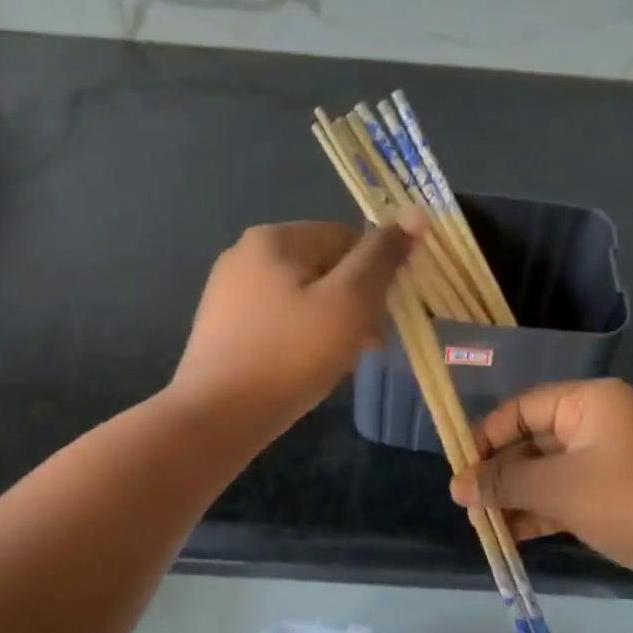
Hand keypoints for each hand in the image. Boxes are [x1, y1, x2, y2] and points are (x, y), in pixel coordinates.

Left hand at [171, 216, 422, 432]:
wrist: (216, 418)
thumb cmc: (289, 355)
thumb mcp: (348, 303)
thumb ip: (382, 258)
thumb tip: (416, 214)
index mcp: (274, 238)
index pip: (348, 238)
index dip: (376, 275)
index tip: (386, 316)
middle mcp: (246, 254)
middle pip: (325, 267)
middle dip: (355, 303)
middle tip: (369, 345)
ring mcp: (230, 291)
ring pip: (304, 296)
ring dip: (333, 322)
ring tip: (343, 361)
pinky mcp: (224, 325)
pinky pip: (280, 319)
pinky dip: (303, 336)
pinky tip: (310, 367)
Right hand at [449, 379, 632, 596]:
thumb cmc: (630, 500)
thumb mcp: (560, 488)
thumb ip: (506, 483)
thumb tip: (457, 485)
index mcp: (590, 401)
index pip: (522, 408)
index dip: (486, 437)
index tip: (459, 468)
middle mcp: (599, 421)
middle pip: (534, 440)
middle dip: (501, 473)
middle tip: (466, 502)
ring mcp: (611, 458)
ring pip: (550, 471)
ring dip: (518, 496)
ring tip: (482, 523)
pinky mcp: (618, 492)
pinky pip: (569, 493)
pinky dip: (543, 511)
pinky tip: (512, 535)